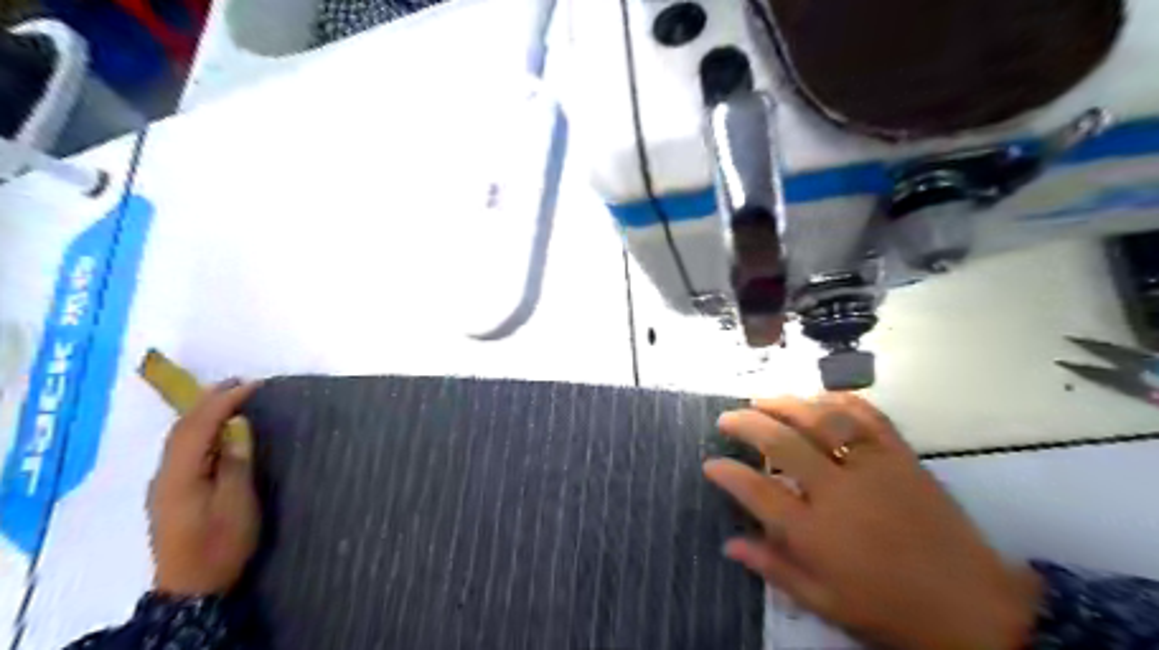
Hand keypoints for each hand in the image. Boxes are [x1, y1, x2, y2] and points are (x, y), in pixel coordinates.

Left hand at [146, 379, 260, 596]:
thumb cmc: (220, 543)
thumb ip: (236, 461)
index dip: (225, 401)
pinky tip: (215, 429)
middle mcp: (165, 474)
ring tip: (230, 398)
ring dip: (203, 413)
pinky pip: (183, 449)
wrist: (193, 587)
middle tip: (240, 383)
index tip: (255, 384)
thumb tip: (237, 425)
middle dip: (210, 400)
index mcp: (180, 474)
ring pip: (179, 438)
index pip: (199, 425)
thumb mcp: (237, 503)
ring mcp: (165, 484)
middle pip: (182, 428)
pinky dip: (200, 430)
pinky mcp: (171, 493)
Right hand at [707, 393, 1040, 647]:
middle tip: (727, 417)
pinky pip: (867, 415)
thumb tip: (730, 543)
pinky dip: (838, 399)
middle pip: (782, 442)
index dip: (728, 473)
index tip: (710, 463)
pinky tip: (818, 397)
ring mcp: (873, 468)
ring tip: (762, 399)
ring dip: (785, 403)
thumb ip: (774, 569)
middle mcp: (838, 491)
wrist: (975, 607)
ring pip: (821, 419)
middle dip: (746, 423)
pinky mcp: (902, 456)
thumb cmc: (891, 610)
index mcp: (815, 533)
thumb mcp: (825, 603)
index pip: (757, 492)